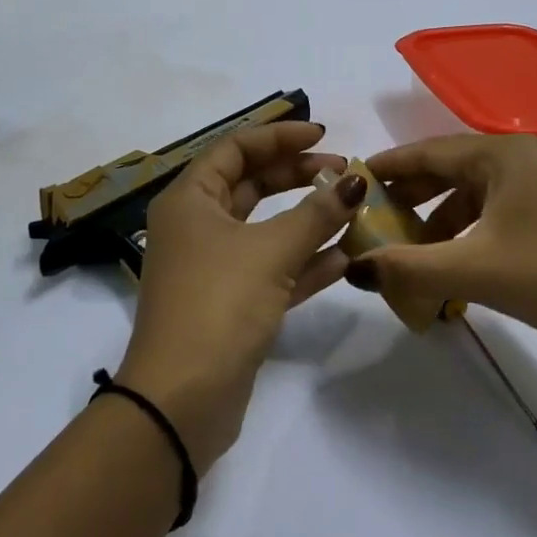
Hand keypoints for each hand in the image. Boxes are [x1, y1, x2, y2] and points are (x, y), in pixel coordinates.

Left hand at [120, 122, 366, 470]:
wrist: (181, 400)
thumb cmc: (218, 304)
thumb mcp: (271, 251)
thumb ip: (316, 213)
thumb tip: (355, 182)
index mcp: (190, 200)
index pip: (236, 148)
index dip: (279, 136)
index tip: (323, 136)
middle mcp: (197, 227)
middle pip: (251, 185)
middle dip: (298, 176)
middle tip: (345, 173)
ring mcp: (213, 267)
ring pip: (266, 229)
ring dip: (308, 220)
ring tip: (353, 211)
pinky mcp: (231, 304)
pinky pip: (272, 269)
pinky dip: (305, 261)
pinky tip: (345, 257)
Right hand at [352, 135, 536, 356]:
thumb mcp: (474, 270)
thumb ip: (408, 268)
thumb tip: (355, 268)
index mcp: (501, 155)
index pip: (428, 152)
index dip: (388, 167)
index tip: (352, 181)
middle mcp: (521, 160)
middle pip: (449, 171)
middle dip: (411, 199)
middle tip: (374, 222)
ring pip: (473, 197)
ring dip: (439, 224)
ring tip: (412, 257)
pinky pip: (495, 215)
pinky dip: (468, 237)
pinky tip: (456, 269)